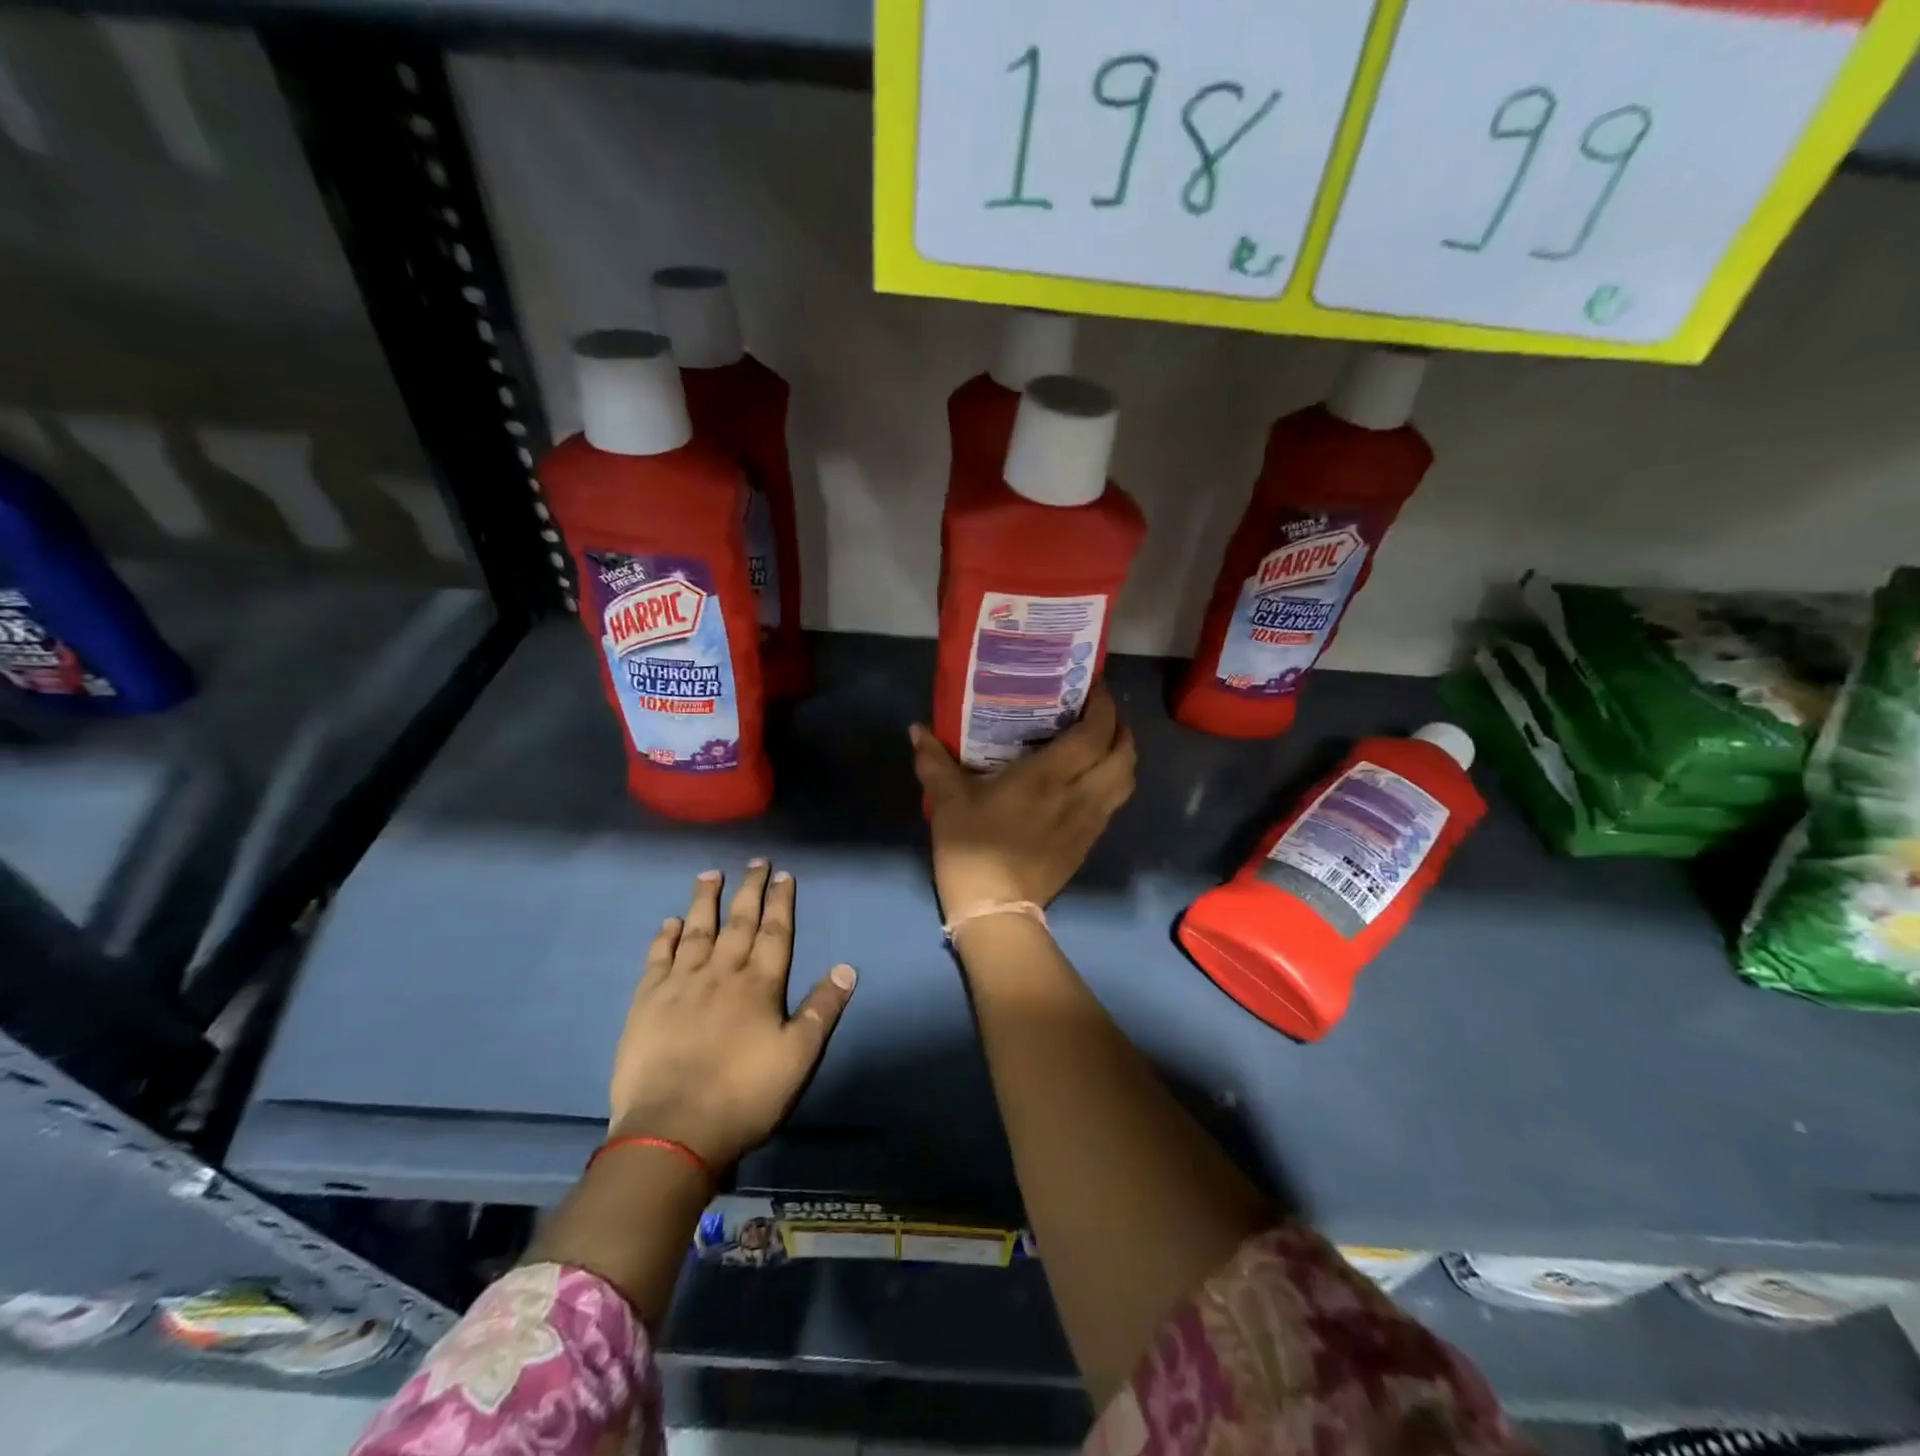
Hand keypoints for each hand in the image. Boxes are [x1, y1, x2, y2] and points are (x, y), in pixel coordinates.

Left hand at [608, 862, 856, 1168]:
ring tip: (710, 874)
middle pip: (737, 923)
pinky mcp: (647, 1003)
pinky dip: (665, 938)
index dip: (780, 902)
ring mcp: (680, 986)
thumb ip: (822, 1010)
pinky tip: (669, 922)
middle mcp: (721, 974)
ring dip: (704, 901)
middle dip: (749, 890)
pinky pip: (658, 959)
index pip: (774, 933)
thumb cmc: (744, 1096)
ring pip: (696, 932)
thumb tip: (846, 967)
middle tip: (755, 862)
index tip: (783, 875)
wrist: (673, 1131)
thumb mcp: (798, 1057)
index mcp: (759, 985)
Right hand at [911, 679, 1136, 919]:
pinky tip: (1091, 780)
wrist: (995, 910)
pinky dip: (1113, 781)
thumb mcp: (947, 800)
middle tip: (1099, 712)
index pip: (1095, 733)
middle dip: (1120, 727)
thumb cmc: (972, 848)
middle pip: (1124, 754)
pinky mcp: (1089, 843)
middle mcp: (1080, 795)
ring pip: (1126, 780)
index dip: (1104, 705)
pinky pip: (1114, 803)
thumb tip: (916, 728)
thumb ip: (934, 760)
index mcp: (1049, 777)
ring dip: (1122, 755)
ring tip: (1102, 742)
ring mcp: (1090, 822)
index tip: (1094, 686)